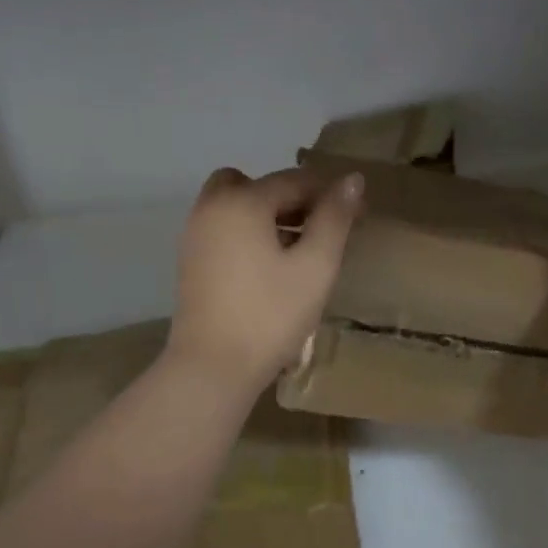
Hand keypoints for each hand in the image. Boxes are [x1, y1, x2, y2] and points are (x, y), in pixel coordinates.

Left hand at [168, 167, 363, 394]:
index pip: (294, 180)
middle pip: (256, 184)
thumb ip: (334, 218)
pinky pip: (223, 228)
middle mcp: (211, 207)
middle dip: (290, 197)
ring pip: (236, 205)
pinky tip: (269, 266)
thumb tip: (352, 179)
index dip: (329, 193)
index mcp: (242, 201)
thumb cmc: (269, 316)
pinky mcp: (190, 260)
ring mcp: (195, 234)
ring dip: (267, 214)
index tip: (358, 213)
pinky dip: (246, 232)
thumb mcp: (315, 266)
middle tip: (319, 227)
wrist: (212, 367)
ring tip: (298, 249)